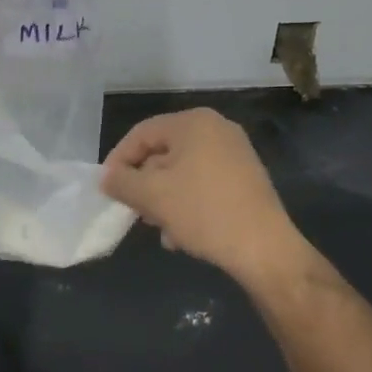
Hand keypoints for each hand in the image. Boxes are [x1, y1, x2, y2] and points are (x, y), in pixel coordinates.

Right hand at [102, 109, 303, 287]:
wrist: (265, 249)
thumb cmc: (203, 212)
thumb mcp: (152, 196)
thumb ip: (121, 182)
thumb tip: (106, 177)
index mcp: (193, 123)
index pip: (141, 134)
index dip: (118, 160)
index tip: (107, 189)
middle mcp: (217, 129)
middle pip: (163, 152)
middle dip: (144, 184)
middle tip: (133, 211)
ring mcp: (236, 154)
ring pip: (182, 172)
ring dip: (164, 199)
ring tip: (159, 228)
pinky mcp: (246, 179)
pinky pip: (204, 184)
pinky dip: (187, 203)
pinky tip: (181, 234)